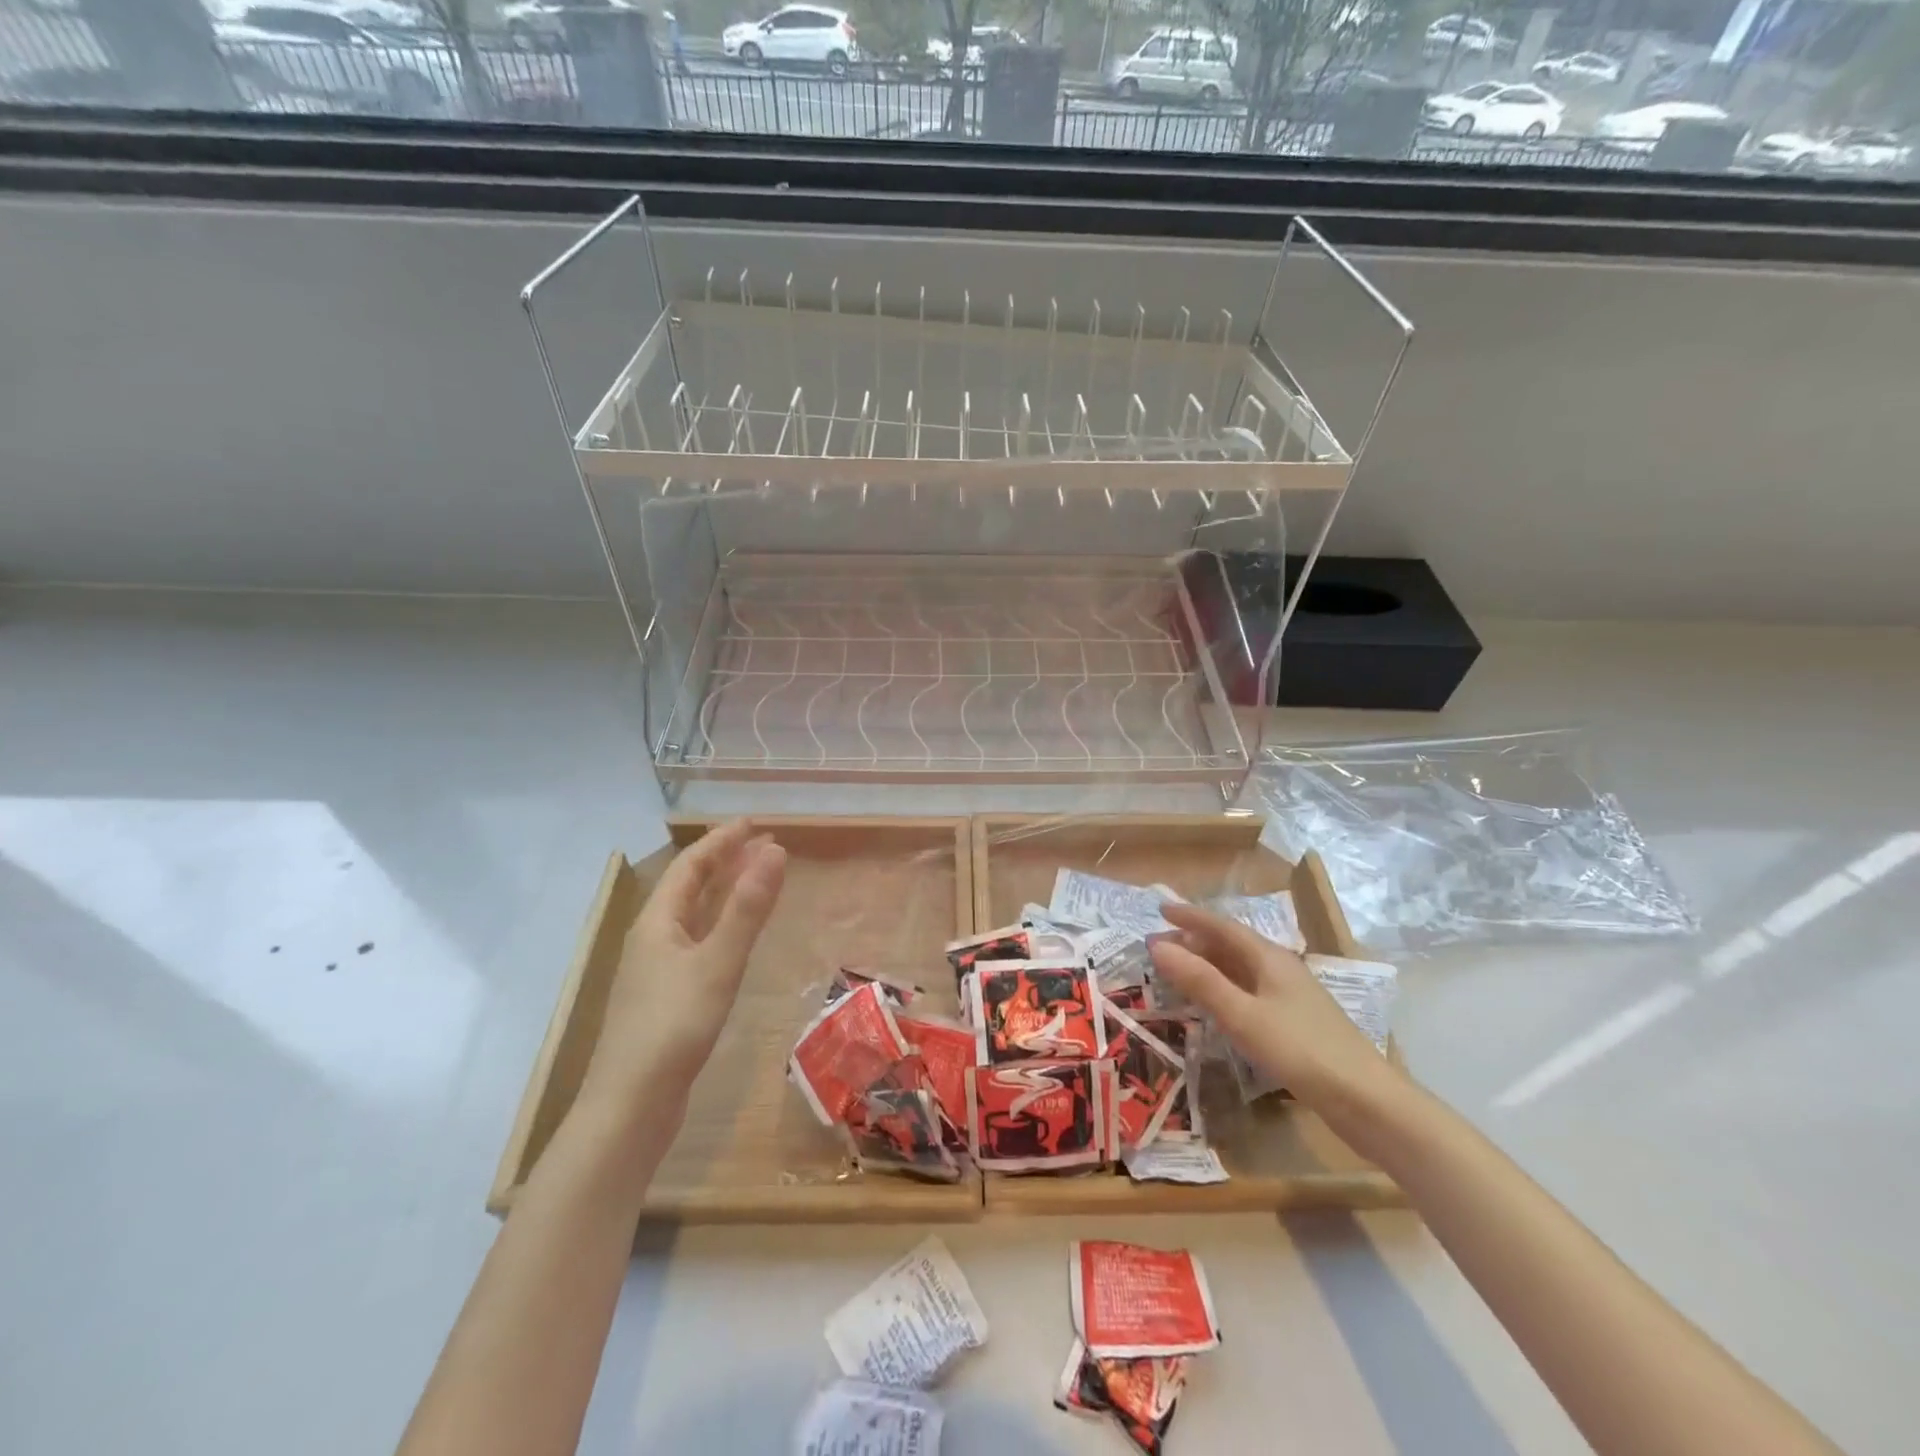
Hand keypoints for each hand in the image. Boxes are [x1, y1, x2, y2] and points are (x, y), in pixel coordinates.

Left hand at [581, 819, 786, 1113]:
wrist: (629, 1107)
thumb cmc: (673, 1026)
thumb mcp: (717, 962)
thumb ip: (748, 908)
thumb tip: (775, 850)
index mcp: (657, 922)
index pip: (690, 865)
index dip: (722, 841)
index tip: (754, 824)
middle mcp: (652, 939)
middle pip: (689, 888)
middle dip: (725, 862)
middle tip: (763, 846)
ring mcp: (656, 971)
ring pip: (693, 917)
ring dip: (723, 893)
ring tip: (756, 880)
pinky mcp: (666, 998)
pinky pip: (697, 943)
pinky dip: (721, 926)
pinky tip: (735, 939)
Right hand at [1148, 901, 1397, 1107]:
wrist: (1367, 1101)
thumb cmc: (1301, 1050)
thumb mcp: (1242, 1015)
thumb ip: (1200, 980)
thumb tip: (1157, 945)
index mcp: (1269, 958)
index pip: (1222, 926)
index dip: (1190, 916)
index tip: (1160, 909)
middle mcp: (1280, 969)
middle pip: (1231, 945)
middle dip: (1195, 941)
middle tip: (1159, 946)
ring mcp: (1290, 996)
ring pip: (1240, 969)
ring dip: (1208, 965)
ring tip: (1178, 970)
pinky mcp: (1295, 1022)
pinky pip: (1249, 991)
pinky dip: (1223, 988)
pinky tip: (1214, 1004)